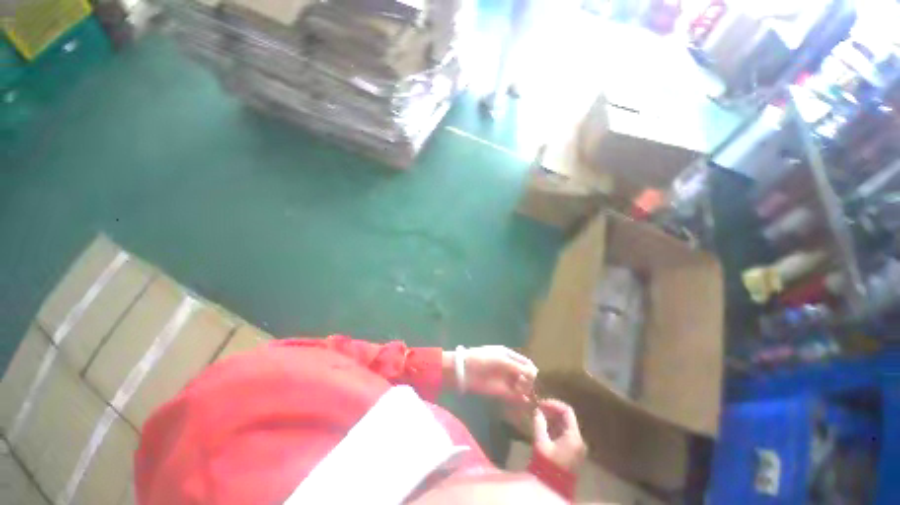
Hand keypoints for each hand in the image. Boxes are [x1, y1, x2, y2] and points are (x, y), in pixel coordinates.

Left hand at [449, 346, 537, 402]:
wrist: (465, 371)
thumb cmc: (483, 359)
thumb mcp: (502, 359)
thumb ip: (518, 366)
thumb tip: (535, 373)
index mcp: (509, 355)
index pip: (527, 363)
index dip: (532, 370)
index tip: (534, 378)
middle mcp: (509, 368)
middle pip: (526, 375)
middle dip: (530, 383)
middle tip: (529, 389)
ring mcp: (506, 380)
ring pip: (522, 387)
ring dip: (527, 392)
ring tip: (528, 397)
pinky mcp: (502, 393)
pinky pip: (515, 397)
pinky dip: (522, 401)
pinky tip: (526, 404)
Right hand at [532, 399, 585, 471]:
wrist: (553, 487)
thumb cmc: (547, 463)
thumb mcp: (541, 442)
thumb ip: (539, 423)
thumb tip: (537, 410)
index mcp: (574, 436)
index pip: (567, 411)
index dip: (553, 404)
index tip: (541, 404)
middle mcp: (579, 440)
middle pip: (567, 417)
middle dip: (552, 411)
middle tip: (538, 408)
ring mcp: (577, 446)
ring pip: (566, 425)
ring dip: (553, 418)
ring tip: (539, 416)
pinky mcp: (573, 452)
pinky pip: (565, 433)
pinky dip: (555, 427)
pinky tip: (544, 427)